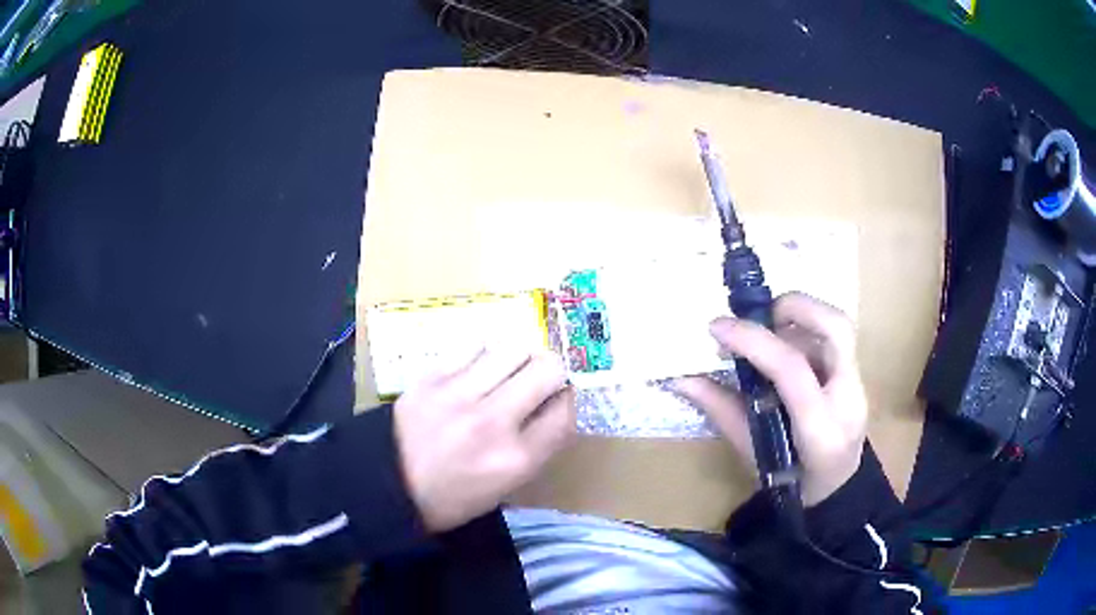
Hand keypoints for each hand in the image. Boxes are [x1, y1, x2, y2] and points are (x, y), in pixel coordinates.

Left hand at [394, 348, 574, 531]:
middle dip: (552, 371)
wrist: (388, 486)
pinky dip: (483, 356)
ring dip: (518, 358)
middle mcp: (493, 422)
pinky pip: (473, 347)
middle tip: (537, 380)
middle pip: (548, 368)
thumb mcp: (507, 486)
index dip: (568, 398)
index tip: (557, 398)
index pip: (567, 409)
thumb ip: (537, 444)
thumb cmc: (454, 496)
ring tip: (506, 371)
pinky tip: (474, 370)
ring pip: (513, 347)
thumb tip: (556, 400)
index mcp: (517, 459)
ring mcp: (458, 396)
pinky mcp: (430, 378)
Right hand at [674, 292, 868, 505]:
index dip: (754, 341)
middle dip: (796, 306)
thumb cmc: (790, 485)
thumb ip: (722, 411)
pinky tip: (783, 347)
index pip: (792, 369)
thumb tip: (681, 379)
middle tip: (759, 313)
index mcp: (820, 431)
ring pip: (838, 327)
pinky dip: (805, 332)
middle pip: (836, 329)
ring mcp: (859, 386)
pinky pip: (834, 339)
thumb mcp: (752, 454)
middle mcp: (848, 400)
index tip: (718, 328)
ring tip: (766, 332)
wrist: (836, 492)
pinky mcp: (858, 377)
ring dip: (798, 318)